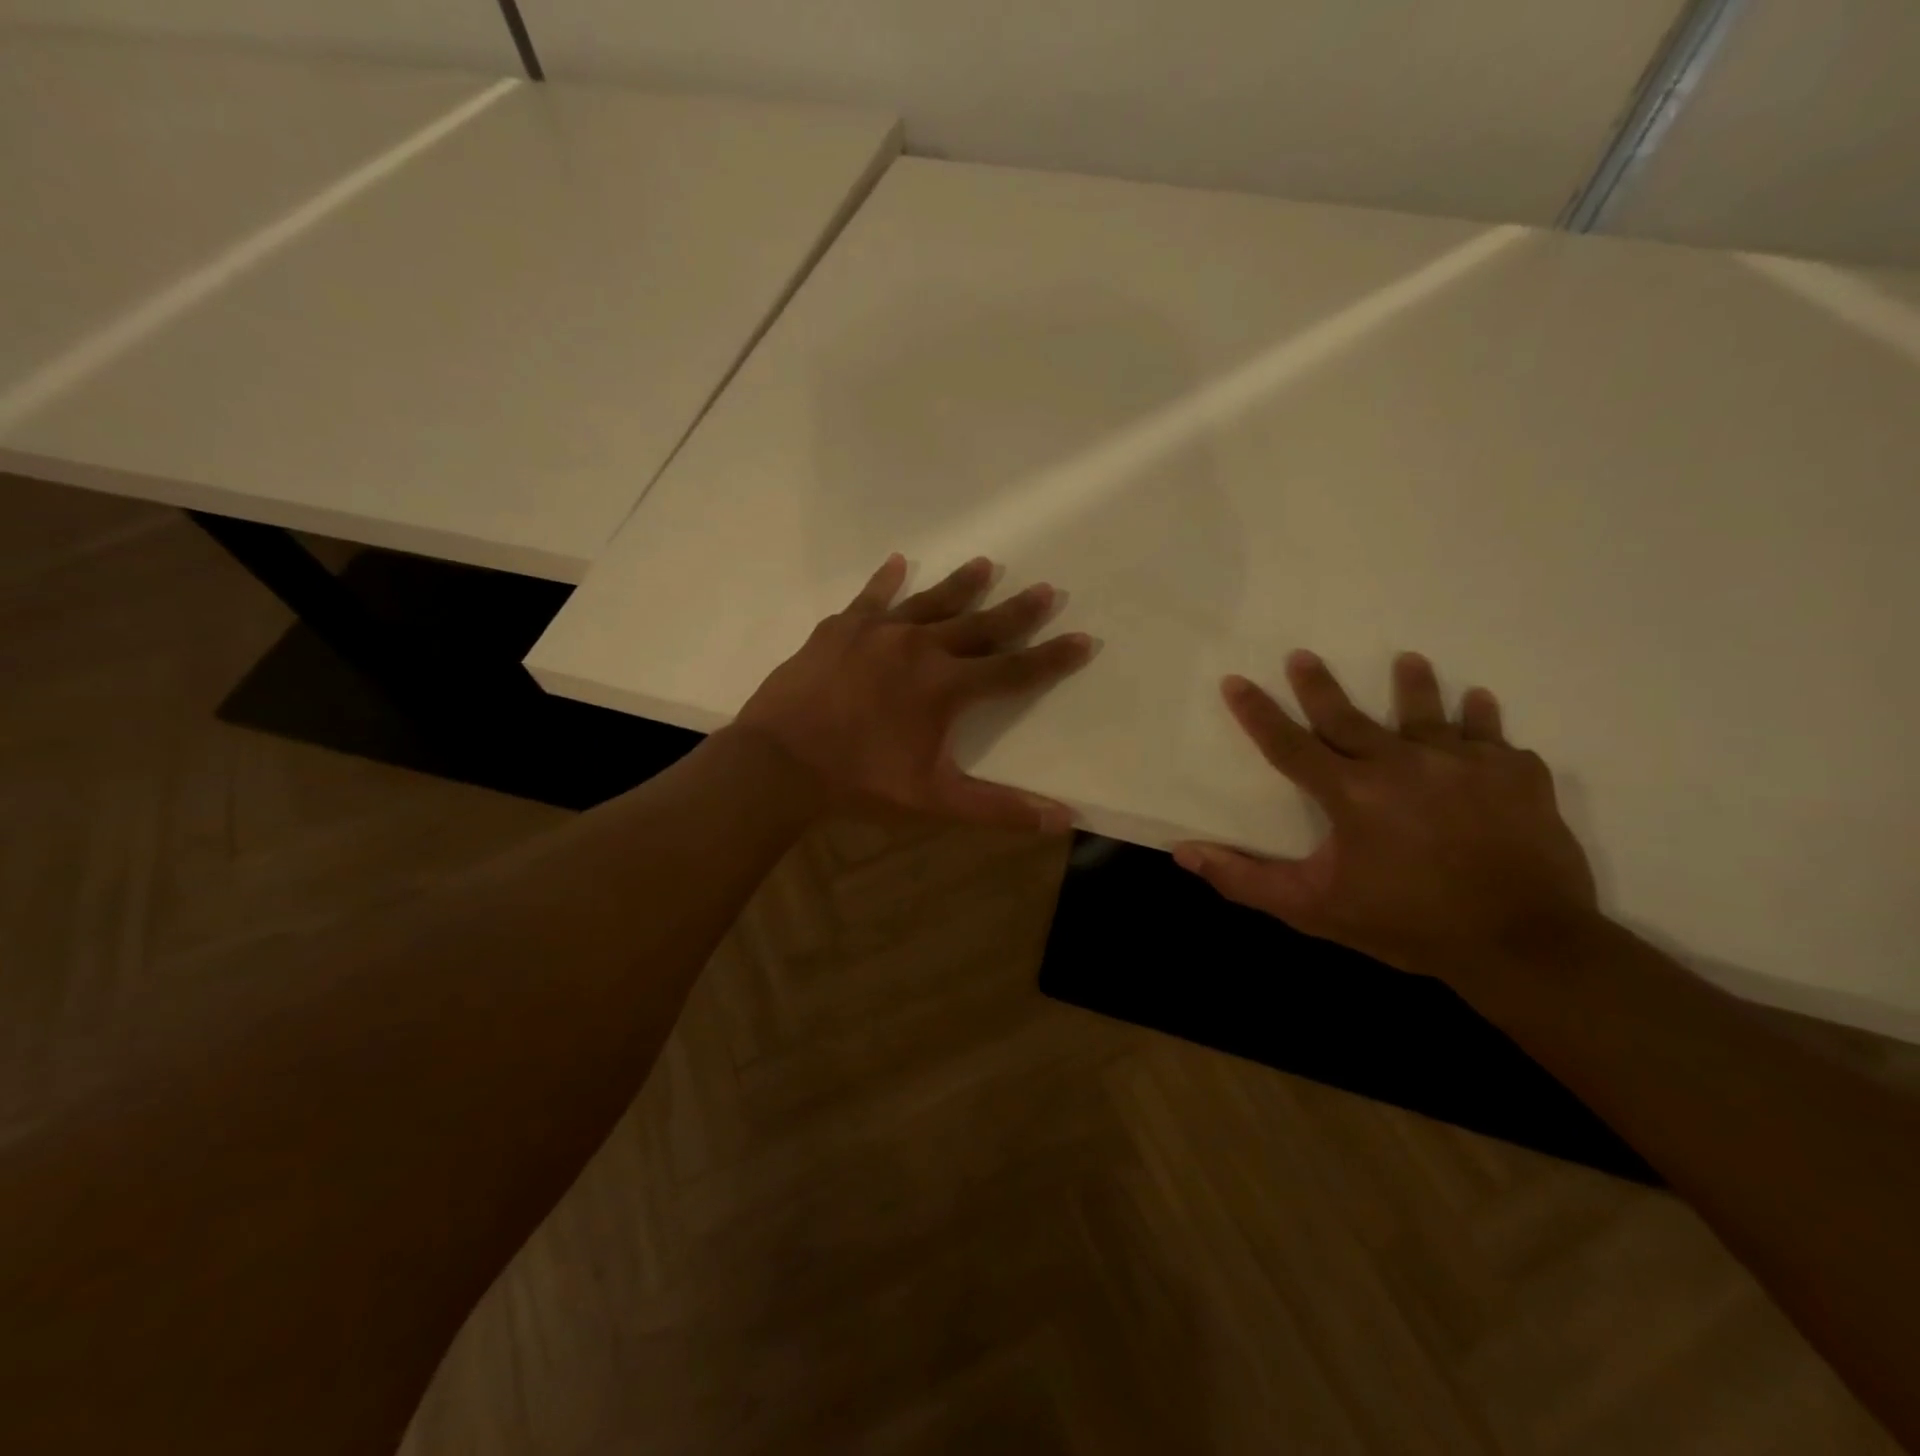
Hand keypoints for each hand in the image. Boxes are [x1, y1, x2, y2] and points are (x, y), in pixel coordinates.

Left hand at [732, 554, 1092, 831]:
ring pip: (930, 601)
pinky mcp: (839, 629)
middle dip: (1017, 611)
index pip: (1015, 670)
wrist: (780, 763)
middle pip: (980, 625)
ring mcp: (877, 632)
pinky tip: (897, 562)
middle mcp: (920, 647)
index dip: (1053, 658)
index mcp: (947, 686)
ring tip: (987, 564)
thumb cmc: (860, 782)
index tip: (1084, 638)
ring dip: (962, 585)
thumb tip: (1063, 819)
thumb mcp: (934, 800)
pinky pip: (869, 598)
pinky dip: (885, 581)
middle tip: (1046, 589)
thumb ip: (999, 807)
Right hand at [1173, 651, 1598, 985]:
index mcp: (1350, 793)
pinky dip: (1484, 723)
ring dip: (1415, 685)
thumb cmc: (1408, 924)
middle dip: (1321, 685)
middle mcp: (1402, 764)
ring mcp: (1463, 764)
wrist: (1524, 946)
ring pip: (1430, 713)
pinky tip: (1480, 704)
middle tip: (1304, 655)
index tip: (1236, 681)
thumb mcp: (1313, 909)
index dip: (1257, 713)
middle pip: (1349, 716)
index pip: (1289, 744)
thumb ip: (1244, 880)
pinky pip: (1495, 740)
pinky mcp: (1516, 775)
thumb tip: (1183, 853)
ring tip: (1409, 660)